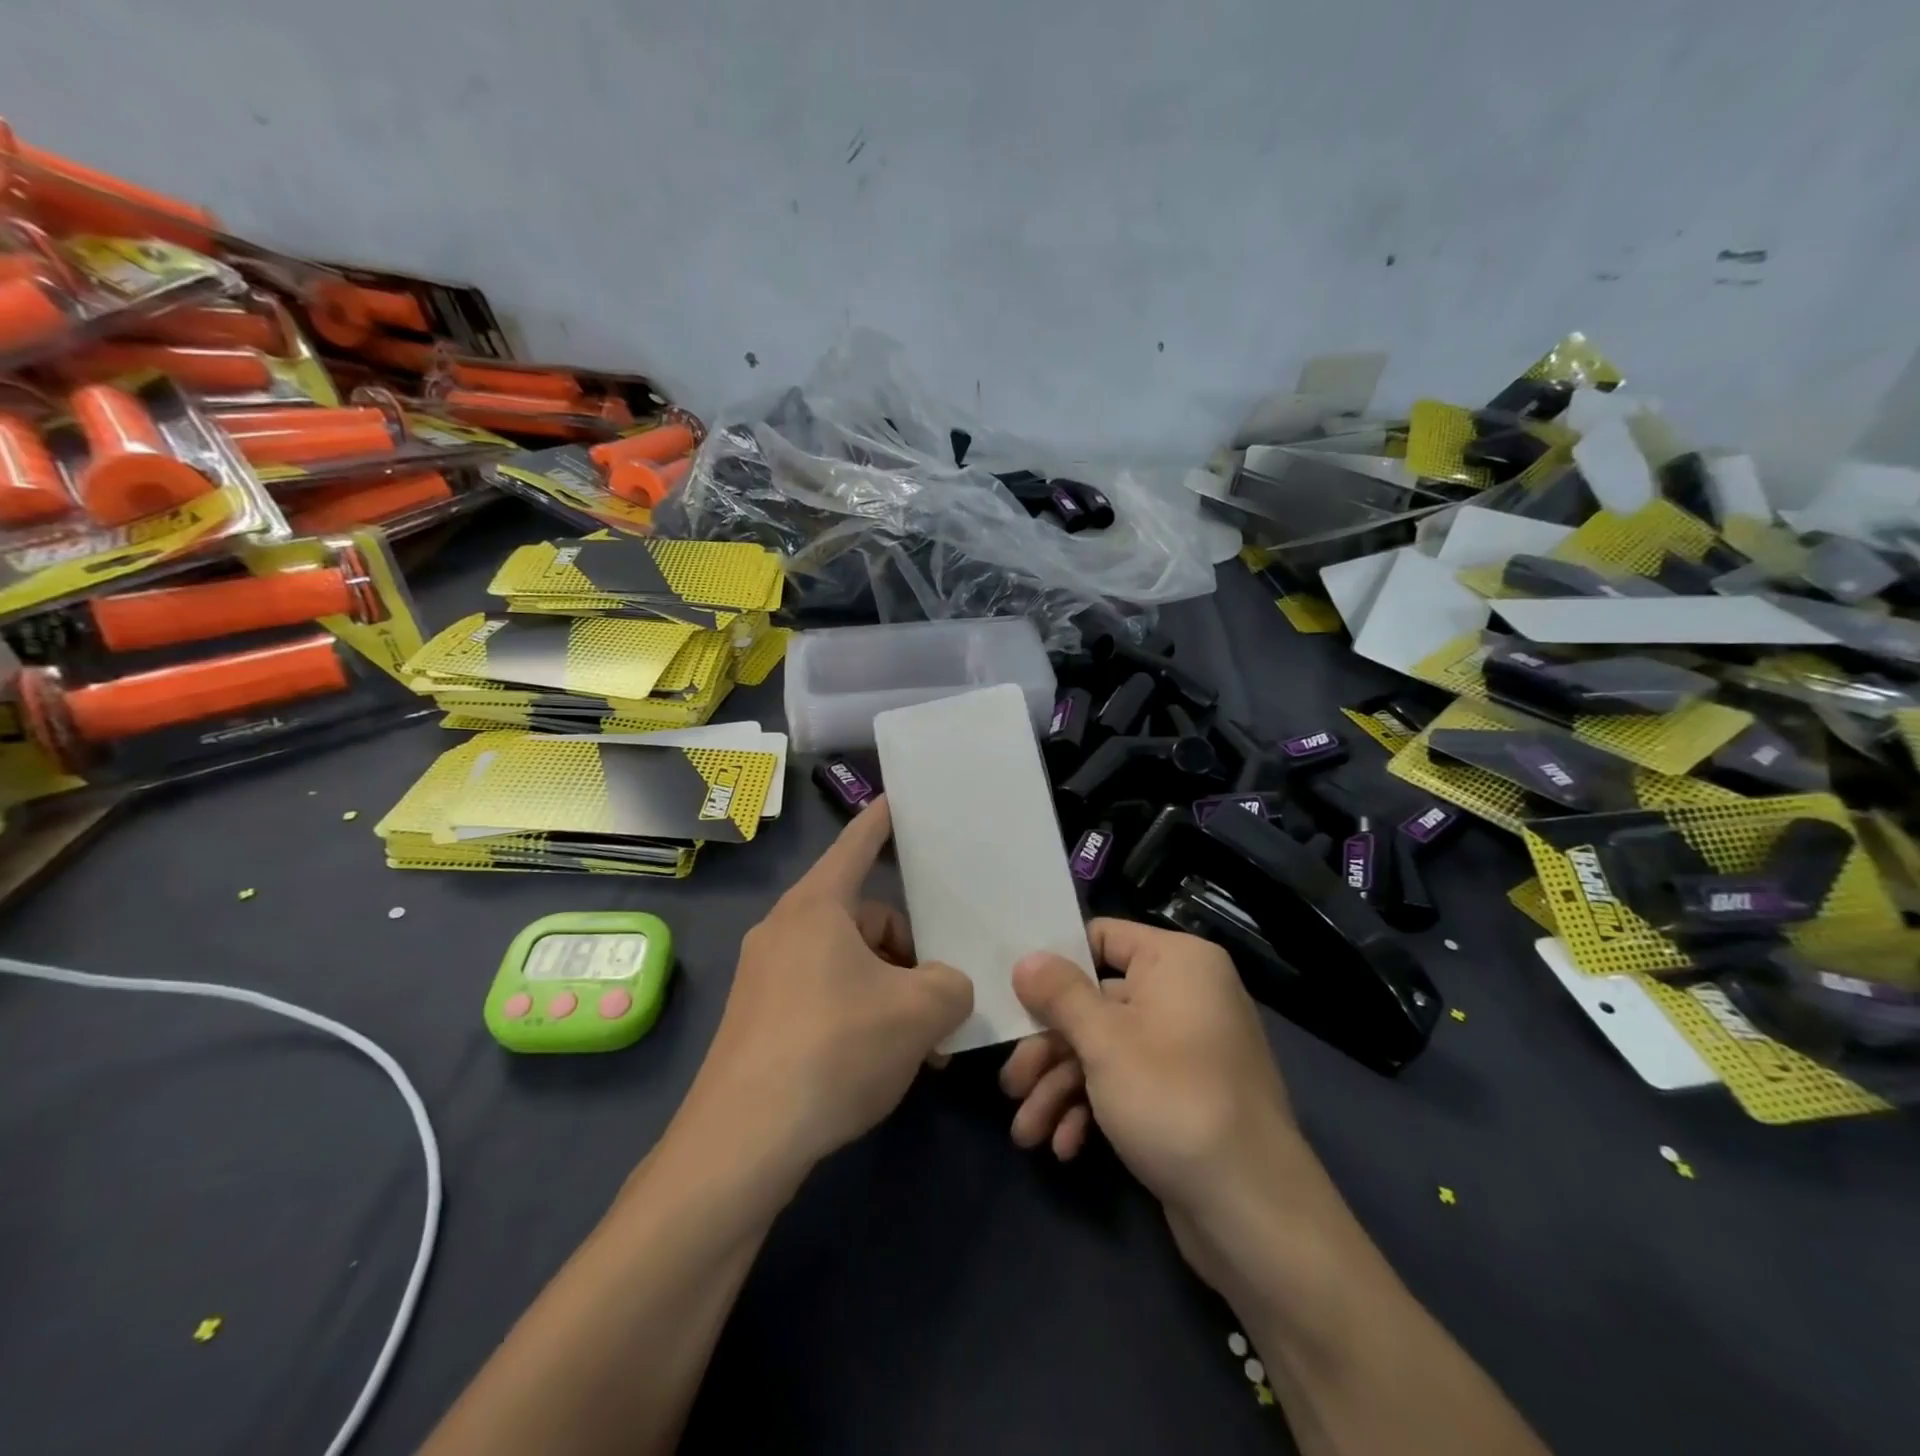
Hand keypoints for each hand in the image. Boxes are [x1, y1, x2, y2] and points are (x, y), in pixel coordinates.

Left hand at [686, 797, 973, 1170]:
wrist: (742, 1143)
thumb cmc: (834, 1049)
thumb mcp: (919, 1012)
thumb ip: (952, 985)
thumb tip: (945, 989)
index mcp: (817, 907)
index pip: (857, 845)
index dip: (882, 821)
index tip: (898, 799)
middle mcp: (785, 930)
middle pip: (865, 916)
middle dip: (909, 950)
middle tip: (943, 996)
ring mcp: (767, 976)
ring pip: (849, 962)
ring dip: (890, 990)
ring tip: (923, 1043)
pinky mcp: (761, 1020)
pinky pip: (825, 995)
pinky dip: (861, 1014)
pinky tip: (885, 1061)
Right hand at [1000, 919, 1325, 1292]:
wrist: (1253, 1214)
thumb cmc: (1174, 1100)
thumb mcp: (1105, 1042)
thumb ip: (1060, 995)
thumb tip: (1026, 959)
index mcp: (1177, 962)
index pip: (1103, 938)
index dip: (1057, 964)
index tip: (1014, 993)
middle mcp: (1184, 995)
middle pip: (1096, 1003)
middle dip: (1049, 1049)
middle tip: (1010, 1085)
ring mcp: (1184, 1048)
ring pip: (1104, 1050)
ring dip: (1060, 1088)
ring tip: (1027, 1131)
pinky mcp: (1181, 1096)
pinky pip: (1126, 1084)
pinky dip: (1092, 1110)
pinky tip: (1064, 1147)